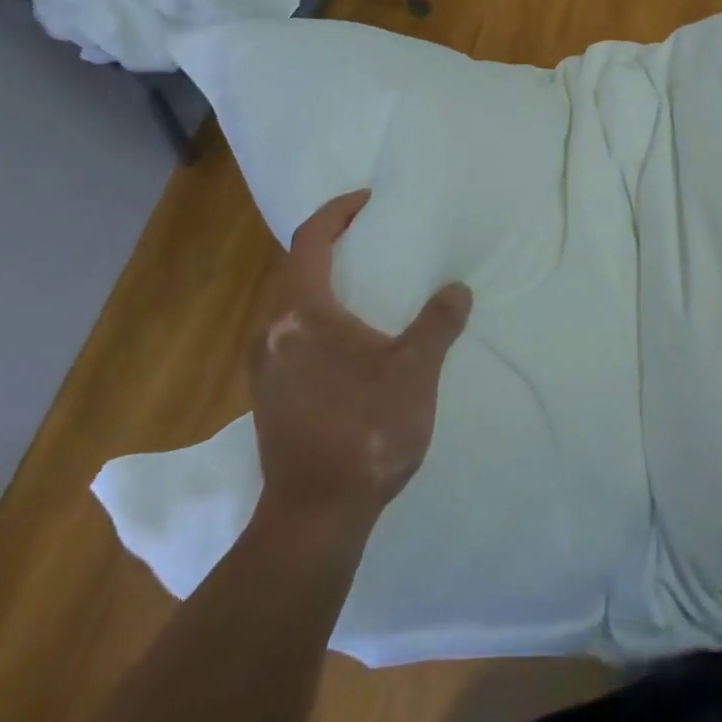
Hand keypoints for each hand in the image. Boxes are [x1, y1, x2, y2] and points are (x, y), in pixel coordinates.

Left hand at [248, 190, 472, 532]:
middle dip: (332, 246)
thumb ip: (438, 323)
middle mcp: (272, 332)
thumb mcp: (414, 371)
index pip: (310, 240)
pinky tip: (351, 339)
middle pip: (296, 269)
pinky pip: (292, 334)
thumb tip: (456, 290)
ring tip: (367, 284)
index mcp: (301, 313)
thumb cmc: (363, 432)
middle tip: (373, 237)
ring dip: (325, 283)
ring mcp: (264, 367)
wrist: (313, 520)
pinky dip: (319, 316)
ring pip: (292, 305)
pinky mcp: (269, 396)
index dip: (337, 213)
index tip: (368, 201)